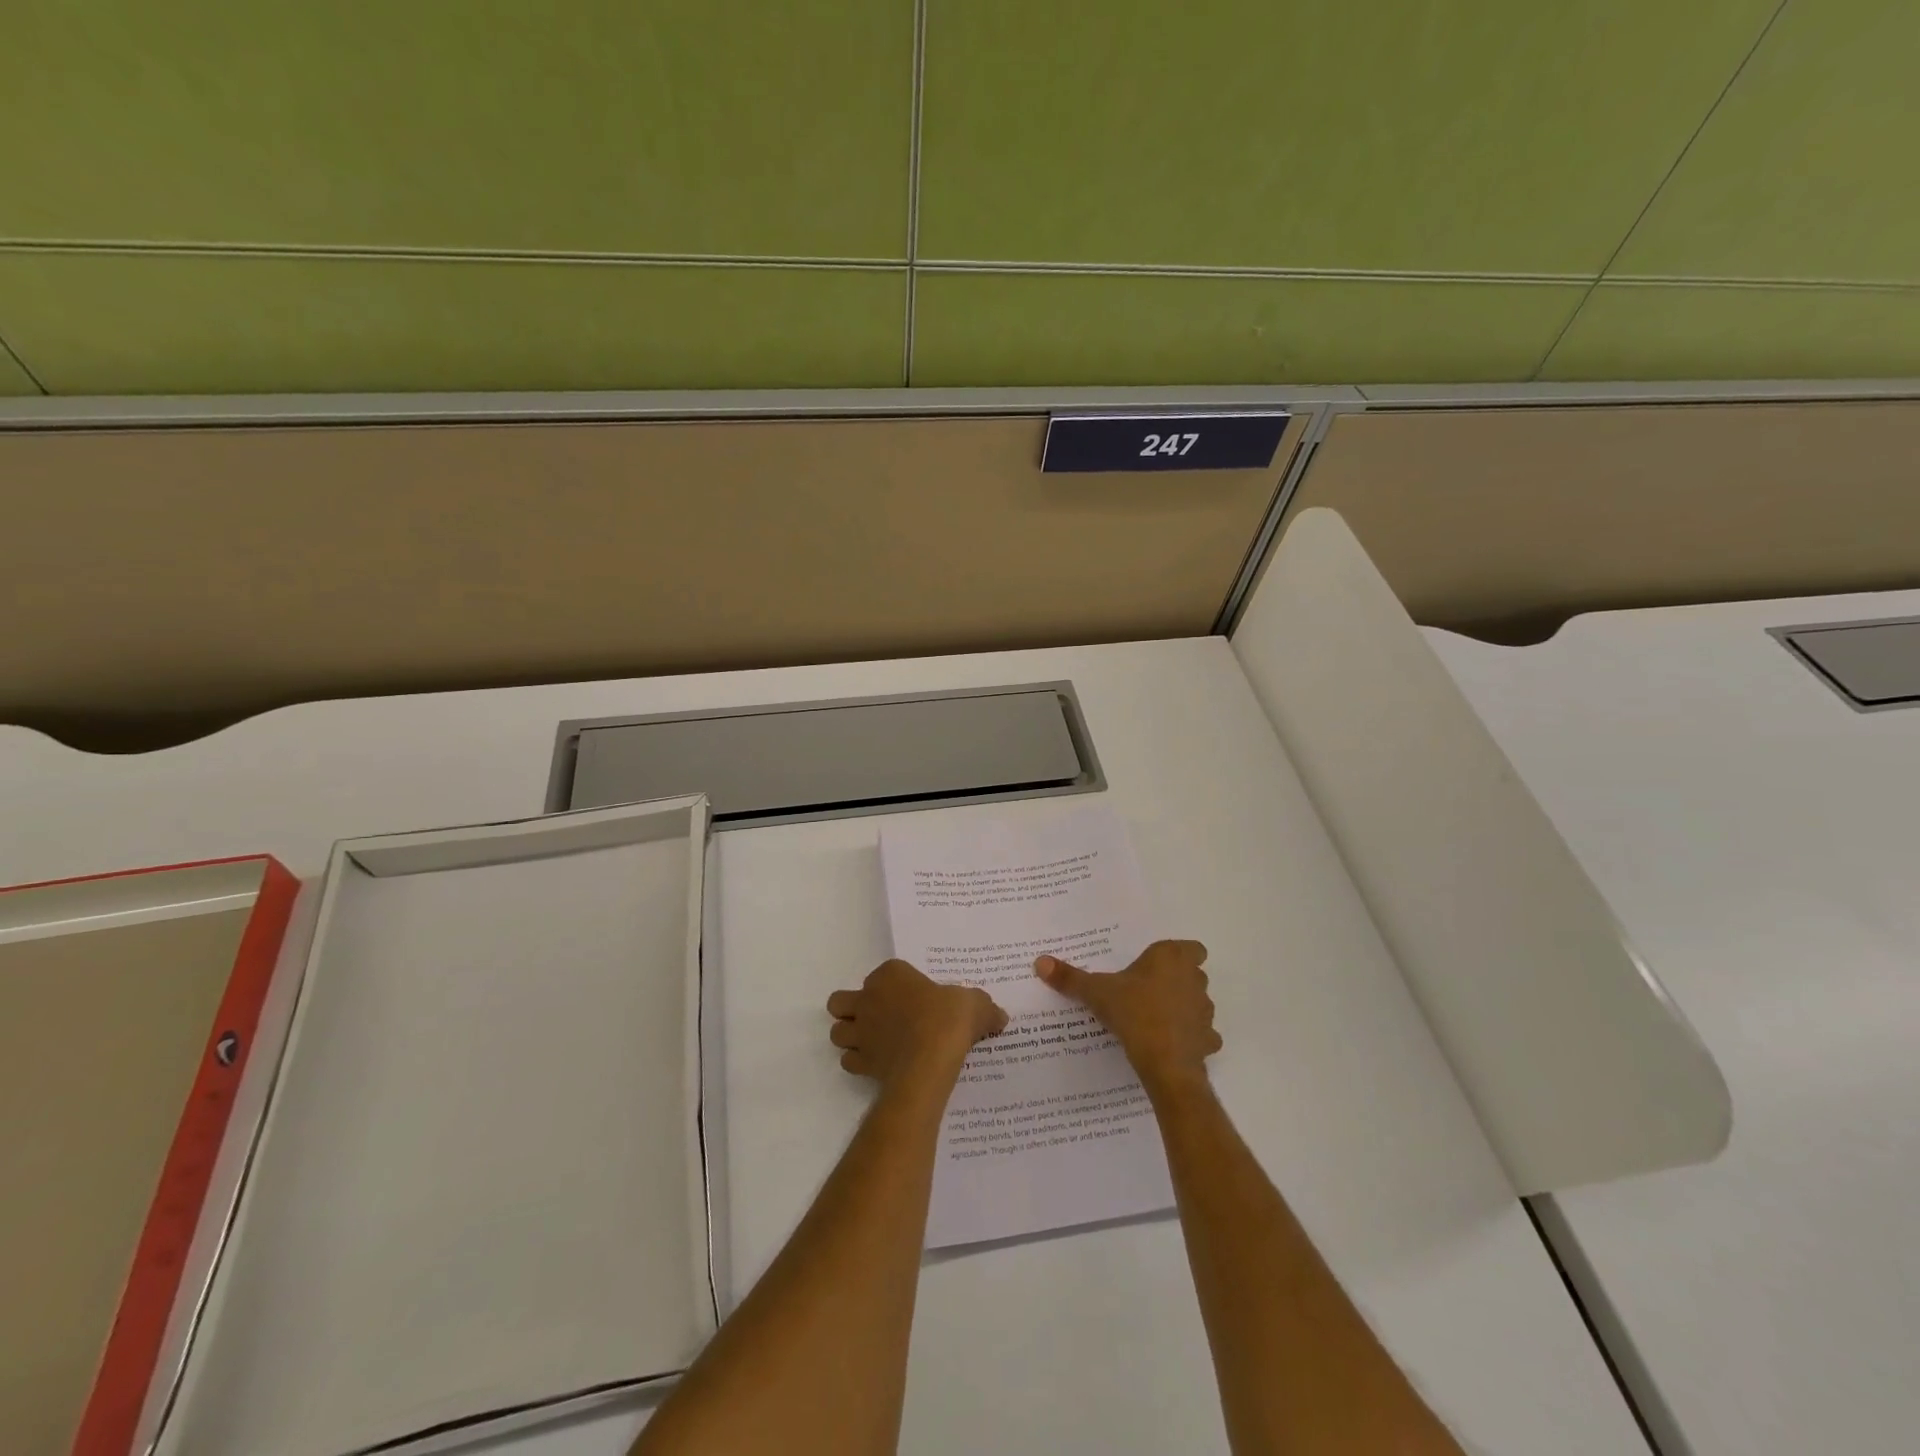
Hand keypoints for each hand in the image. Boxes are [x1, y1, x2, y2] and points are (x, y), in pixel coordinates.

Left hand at [827, 959, 1008, 1089]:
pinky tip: (879, 1065)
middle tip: (878, 1018)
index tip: (914, 998)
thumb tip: (999, 1017)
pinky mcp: (861, 1061)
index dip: (894, 985)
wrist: (930, 1059)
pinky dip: (859, 1063)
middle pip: (842, 1002)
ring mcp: (861, 1031)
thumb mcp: (975, 1004)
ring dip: (850, 1036)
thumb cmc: (948, 1019)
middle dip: (853, 1009)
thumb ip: (984, 1008)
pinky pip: (849, 1061)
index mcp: (891, 975)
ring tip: (873, 1043)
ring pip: (838, 1031)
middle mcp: (868, 999)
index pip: (884, 973)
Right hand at [1036, 939, 1220, 1095]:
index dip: (1179, 955)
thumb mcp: (1096, 993)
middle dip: (1177, 980)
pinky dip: (1191, 1037)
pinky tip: (1171, 1044)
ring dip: (1184, 1008)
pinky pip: (1203, 1034)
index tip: (1157, 966)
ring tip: (1156, 1019)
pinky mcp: (1209, 1040)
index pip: (1192, 947)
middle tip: (1148, 990)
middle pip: (1193, 973)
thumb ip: (1070, 978)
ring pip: (1199, 1003)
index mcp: (1171, 958)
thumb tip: (1039, 962)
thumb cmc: (1133, 1013)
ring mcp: (1205, 1010)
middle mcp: (1194, 979)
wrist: (1165, 1063)